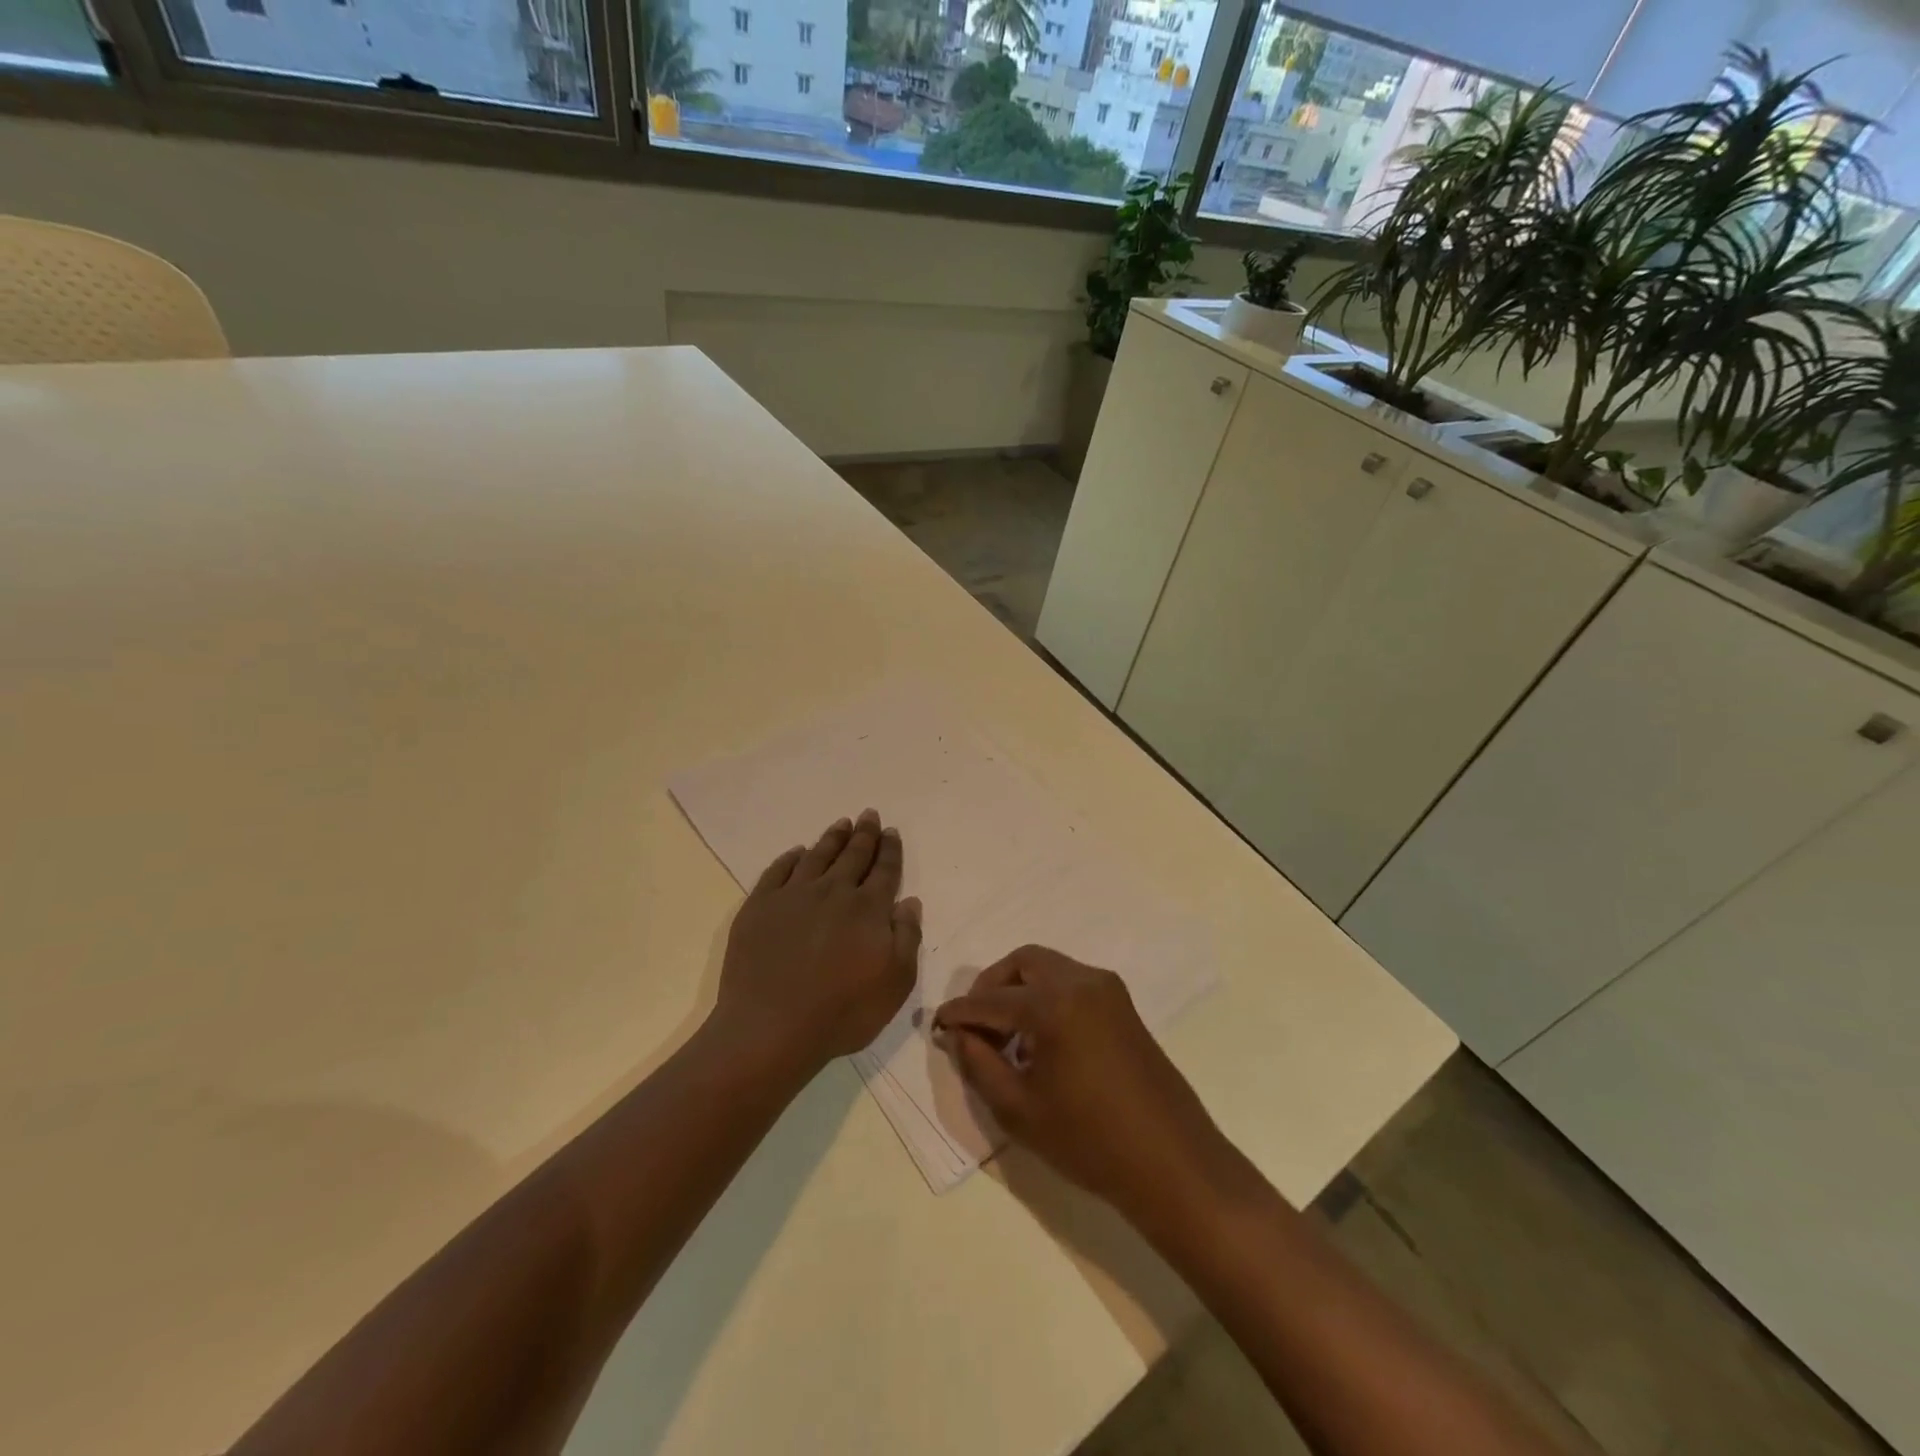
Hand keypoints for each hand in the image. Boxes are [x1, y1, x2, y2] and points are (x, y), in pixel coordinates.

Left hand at [714, 809, 921, 1075]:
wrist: (770, 1028)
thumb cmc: (842, 1012)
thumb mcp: (895, 983)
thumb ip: (907, 937)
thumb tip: (909, 901)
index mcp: (868, 909)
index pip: (884, 870)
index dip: (890, 850)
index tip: (891, 831)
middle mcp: (833, 892)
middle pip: (853, 855)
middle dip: (864, 834)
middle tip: (869, 814)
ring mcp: (793, 896)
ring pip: (817, 856)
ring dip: (832, 838)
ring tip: (841, 823)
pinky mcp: (759, 906)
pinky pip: (778, 871)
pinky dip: (790, 858)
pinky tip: (797, 853)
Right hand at [933, 946, 1242, 1225]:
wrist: (1172, 1163)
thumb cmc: (1089, 1141)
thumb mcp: (1019, 1109)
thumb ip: (979, 1064)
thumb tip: (957, 1035)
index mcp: (1054, 1003)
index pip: (991, 999)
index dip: (960, 1012)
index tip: (938, 1025)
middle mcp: (1082, 981)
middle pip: (1023, 962)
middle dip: (992, 987)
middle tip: (975, 1025)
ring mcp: (1108, 989)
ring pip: (1049, 968)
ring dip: (1020, 990)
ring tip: (1006, 1039)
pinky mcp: (1123, 1005)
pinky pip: (1072, 983)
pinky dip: (1046, 997)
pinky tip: (1040, 1041)